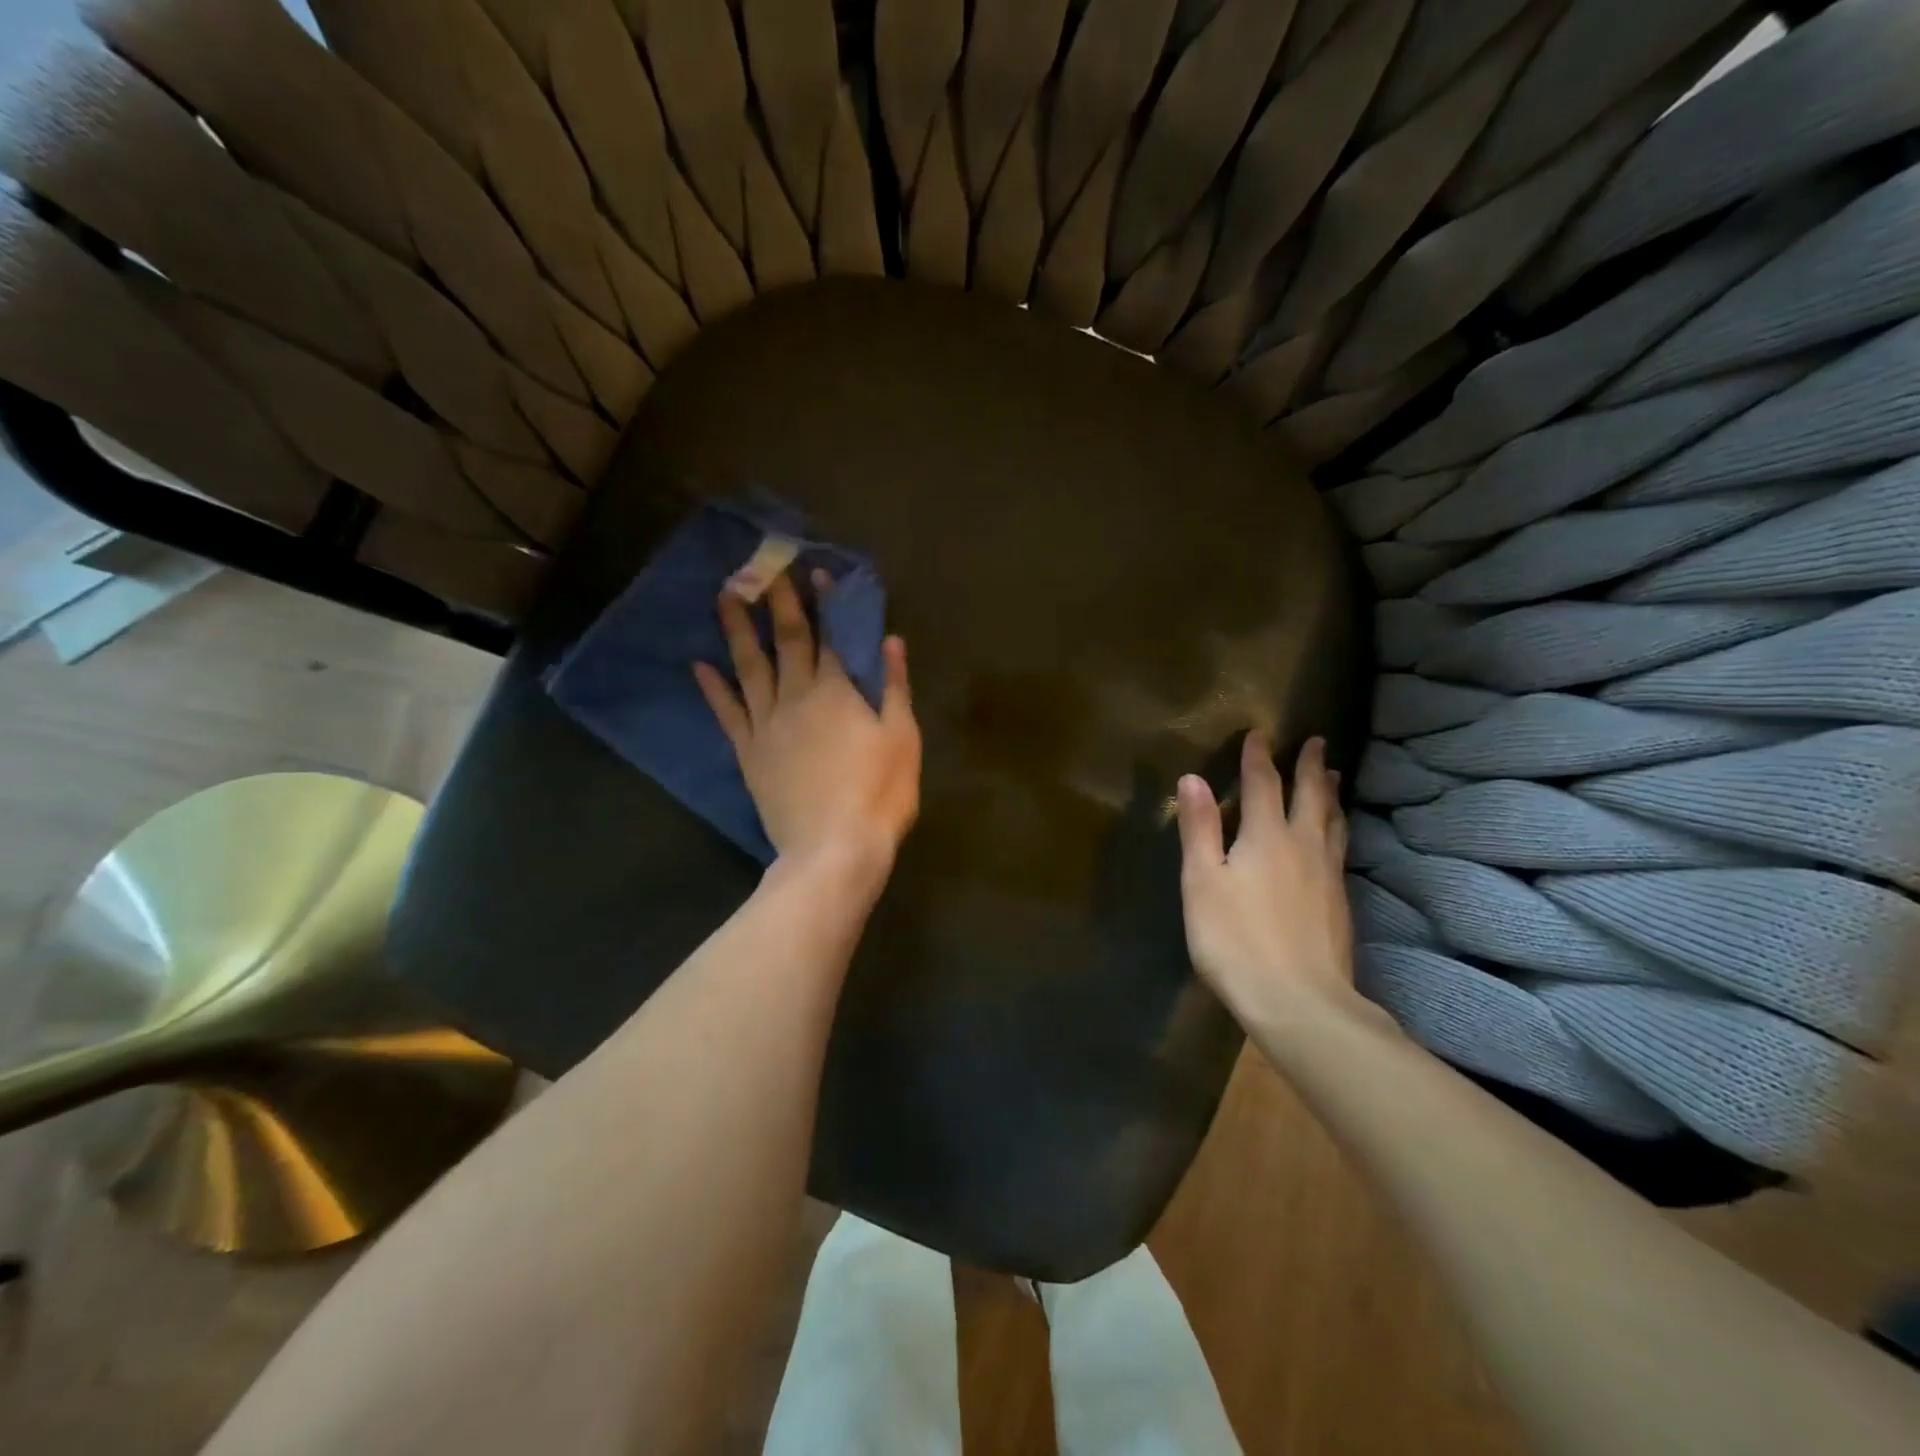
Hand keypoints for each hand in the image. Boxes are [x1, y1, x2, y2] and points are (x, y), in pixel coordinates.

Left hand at [694, 570, 920, 871]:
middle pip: (785, 641)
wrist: (834, 848)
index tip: (812, 571)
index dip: (822, 602)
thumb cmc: (880, 793)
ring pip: (749, 667)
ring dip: (736, 630)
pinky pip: (728, 713)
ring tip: (724, 596)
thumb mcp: (903, 738)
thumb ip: (895, 686)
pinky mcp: (749, 753)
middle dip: (775, 601)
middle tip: (760, 566)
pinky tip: (699, 665)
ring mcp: (768, 725)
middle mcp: (798, 697)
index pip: (830, 636)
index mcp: (839, 692)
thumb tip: (890, 640)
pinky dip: (714, 688)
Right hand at [1176, 735, 1356, 1022]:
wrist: (1299, 1002)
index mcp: (1266, 837)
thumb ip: (1199, 828)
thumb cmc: (1235, 939)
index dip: (1258, 757)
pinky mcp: (1340, 904)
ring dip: (1331, 795)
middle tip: (1319, 742)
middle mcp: (1303, 847)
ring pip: (1332, 823)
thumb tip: (1192, 778)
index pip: (1262, 785)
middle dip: (1311, 766)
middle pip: (1310, 797)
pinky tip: (1335, 840)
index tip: (1260, 733)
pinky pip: (1340, 849)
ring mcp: (1327, 876)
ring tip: (1336, 778)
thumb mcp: (1202, 881)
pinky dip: (1337, 829)